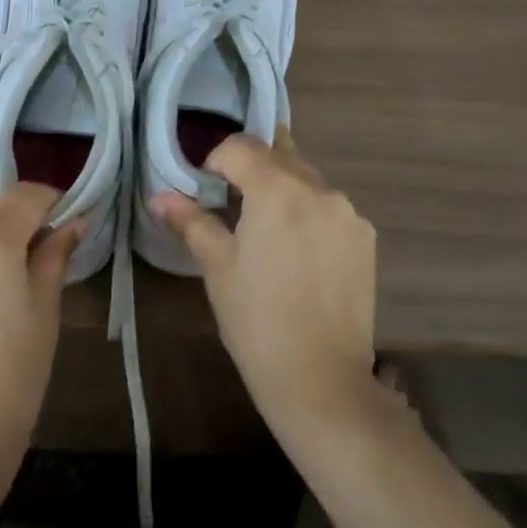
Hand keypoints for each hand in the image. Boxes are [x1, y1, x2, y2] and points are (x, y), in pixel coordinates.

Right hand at [150, 130, 380, 445]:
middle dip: (252, 170)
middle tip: (233, 206)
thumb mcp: (217, 267)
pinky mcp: (366, 237)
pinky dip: (310, 213)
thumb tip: (159, 197)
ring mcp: (348, 212)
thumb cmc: (256, 321)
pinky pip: (330, 207)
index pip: (241, 146)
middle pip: (278, 155)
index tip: (207, 189)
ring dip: (284, 189)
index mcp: (277, 189)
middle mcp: (318, 188)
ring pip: (307, 180)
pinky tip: (300, 253)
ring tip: (268, 232)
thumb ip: (190, 221)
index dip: (217, 160)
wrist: (321, 381)